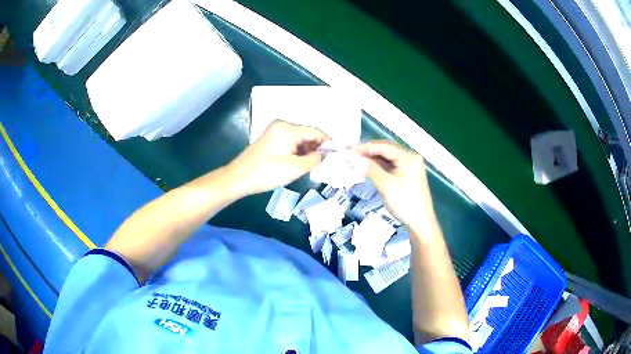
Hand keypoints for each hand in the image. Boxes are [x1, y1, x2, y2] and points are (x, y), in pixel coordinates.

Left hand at [226, 120, 328, 196]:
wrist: (238, 178)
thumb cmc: (267, 172)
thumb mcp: (295, 168)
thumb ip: (315, 159)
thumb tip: (324, 154)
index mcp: (288, 128)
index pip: (315, 131)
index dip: (327, 143)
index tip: (336, 155)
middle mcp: (282, 125)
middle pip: (306, 134)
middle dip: (316, 148)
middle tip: (323, 164)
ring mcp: (274, 132)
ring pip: (298, 140)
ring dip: (306, 152)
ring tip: (311, 166)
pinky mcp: (270, 140)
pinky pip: (289, 143)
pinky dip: (296, 152)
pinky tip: (299, 164)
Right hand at [354, 141, 433, 228]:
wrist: (420, 222)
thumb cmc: (405, 203)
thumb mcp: (386, 185)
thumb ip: (371, 169)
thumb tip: (355, 158)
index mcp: (409, 157)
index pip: (385, 147)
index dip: (366, 147)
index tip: (350, 149)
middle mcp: (411, 158)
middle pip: (387, 150)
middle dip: (369, 151)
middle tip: (351, 153)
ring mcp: (410, 166)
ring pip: (388, 158)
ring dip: (373, 158)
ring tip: (357, 159)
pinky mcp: (408, 174)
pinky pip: (391, 165)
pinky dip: (380, 166)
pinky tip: (368, 167)